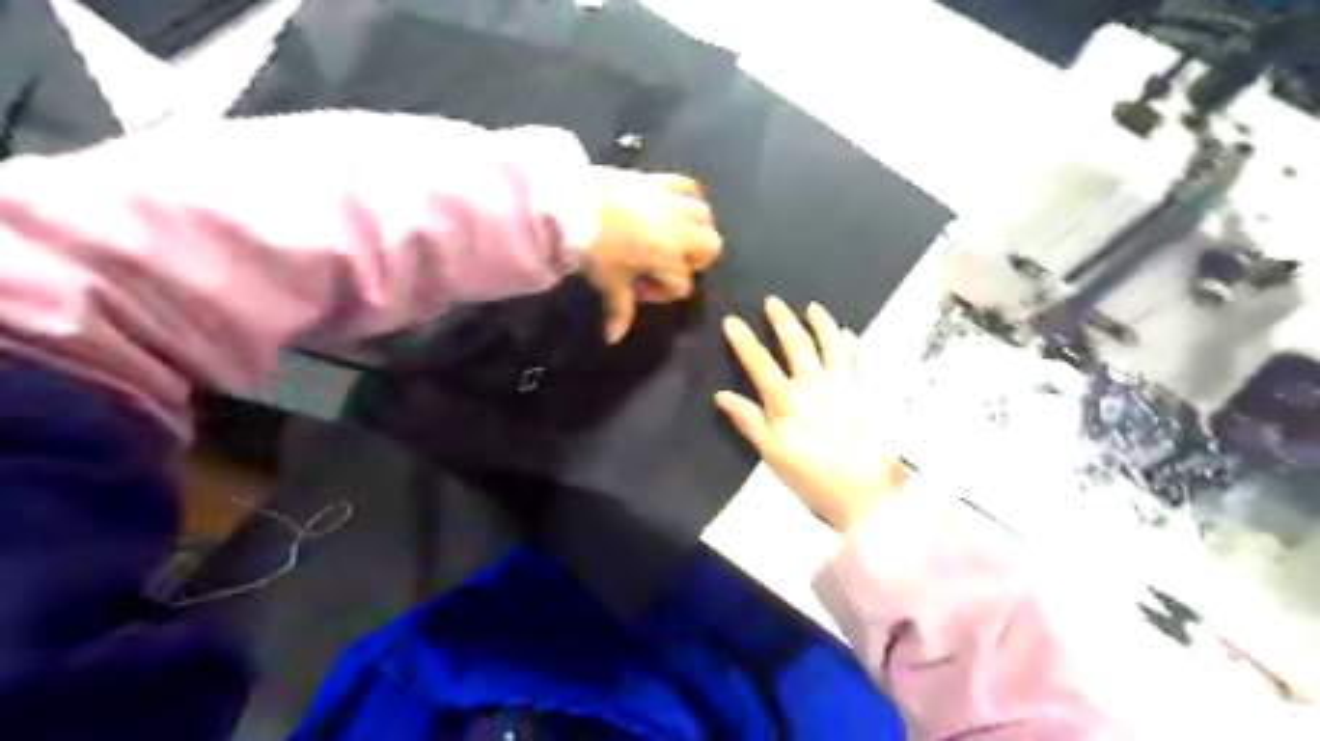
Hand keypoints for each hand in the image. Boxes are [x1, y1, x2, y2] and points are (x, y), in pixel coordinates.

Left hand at [581, 166, 719, 340]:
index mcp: (669, 258)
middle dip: (696, 261)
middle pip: (710, 247)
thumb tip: (613, 338)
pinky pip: (687, 186)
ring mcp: (673, 202)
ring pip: (705, 215)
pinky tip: (673, 207)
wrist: (571, 203)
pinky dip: (687, 198)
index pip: (682, 284)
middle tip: (671, 265)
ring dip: (696, 229)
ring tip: (675, 237)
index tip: (637, 291)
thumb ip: (619, 310)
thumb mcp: (607, 282)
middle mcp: (680, 230)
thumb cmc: (594, 247)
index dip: (662, 293)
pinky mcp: (661, 179)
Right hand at [713, 299, 909, 528]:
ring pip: (831, 344)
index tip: (732, 320)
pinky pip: (858, 359)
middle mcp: (814, 385)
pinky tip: (848, 334)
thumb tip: (722, 395)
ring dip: (821, 323)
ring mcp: (843, 385)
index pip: (759, 363)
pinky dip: (852, 344)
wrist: (866, 490)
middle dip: (782, 320)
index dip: (744, 341)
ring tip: (813, 307)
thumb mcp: (772, 453)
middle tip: (773, 301)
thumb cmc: (811, 476)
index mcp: (786, 401)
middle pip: (796, 344)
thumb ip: (749, 421)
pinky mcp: (866, 392)